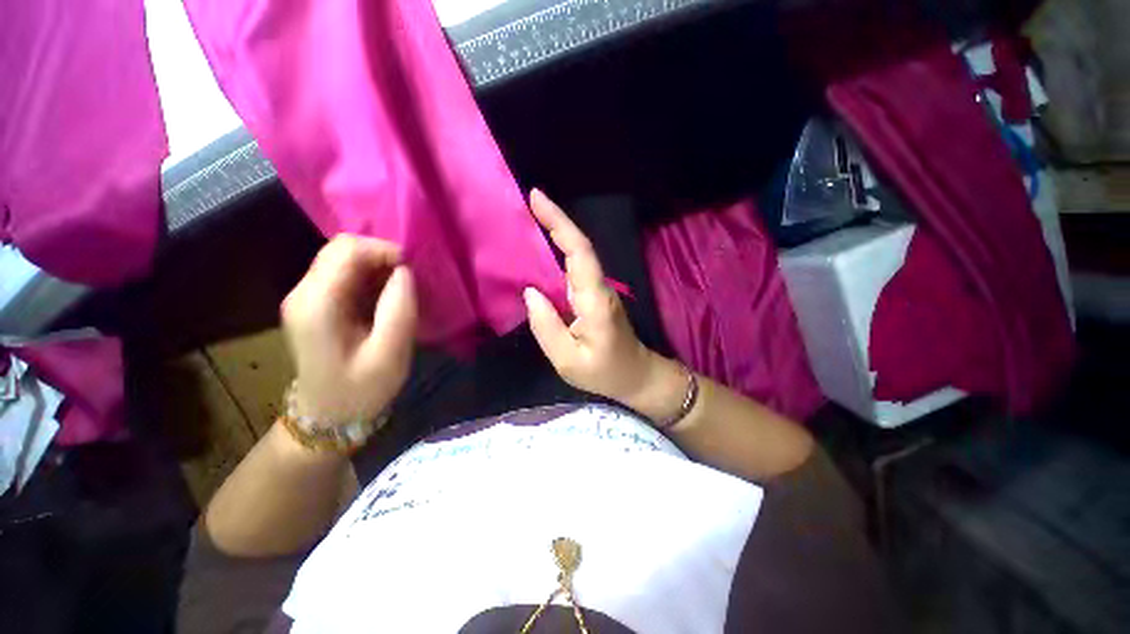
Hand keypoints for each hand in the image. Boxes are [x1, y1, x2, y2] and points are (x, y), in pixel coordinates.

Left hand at [281, 235, 416, 426]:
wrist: (329, 416)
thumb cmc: (360, 390)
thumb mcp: (389, 354)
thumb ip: (399, 310)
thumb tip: (405, 272)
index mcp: (317, 304)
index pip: (347, 250)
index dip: (384, 251)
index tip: (412, 273)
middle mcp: (304, 292)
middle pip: (342, 249)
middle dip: (382, 257)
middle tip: (409, 282)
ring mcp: (306, 297)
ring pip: (345, 259)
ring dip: (378, 268)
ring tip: (401, 292)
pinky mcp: (316, 304)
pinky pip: (345, 275)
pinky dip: (371, 278)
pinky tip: (386, 299)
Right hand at [524, 190, 679, 415]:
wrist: (635, 375)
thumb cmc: (605, 372)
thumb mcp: (568, 361)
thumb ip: (546, 327)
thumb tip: (531, 293)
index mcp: (595, 300)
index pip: (579, 252)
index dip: (560, 223)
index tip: (537, 199)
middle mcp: (598, 288)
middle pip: (579, 247)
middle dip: (555, 220)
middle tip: (528, 201)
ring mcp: (598, 290)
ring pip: (577, 255)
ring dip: (555, 233)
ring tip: (528, 219)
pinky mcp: (593, 296)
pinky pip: (573, 269)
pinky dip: (557, 254)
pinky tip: (539, 251)